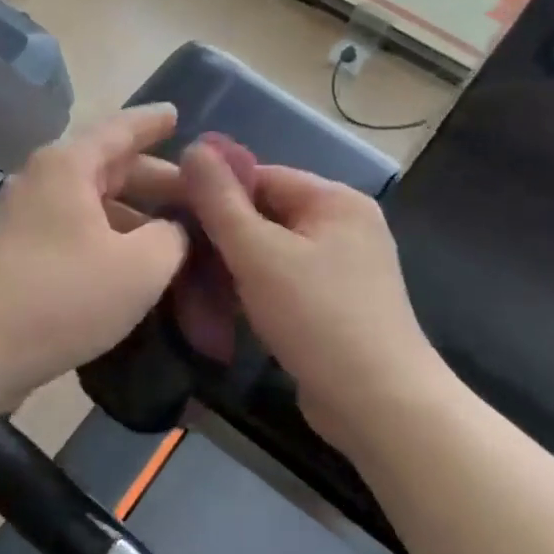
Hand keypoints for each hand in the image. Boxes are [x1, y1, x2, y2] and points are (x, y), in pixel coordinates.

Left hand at [0, 106, 189, 414]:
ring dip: (132, 218)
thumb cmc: (60, 295)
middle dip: (154, 180)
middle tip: (198, 195)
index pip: (121, 129)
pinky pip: (75, 235)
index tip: (177, 114)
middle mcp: (43, 182)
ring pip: (91, 206)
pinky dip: (107, 243)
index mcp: (70, 166)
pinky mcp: (17, 256)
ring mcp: (25, 220)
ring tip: (174, 239)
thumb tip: (171, 231)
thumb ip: (169, 239)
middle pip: (108, 168)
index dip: (153, 122)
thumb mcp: (138, 268)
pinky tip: (131, 270)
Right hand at [180, 142, 448, 448]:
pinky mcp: (337, 304)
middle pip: (266, 213)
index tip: (174, 215)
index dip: (215, 192)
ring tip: (195, 285)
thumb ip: (220, 201)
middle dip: (222, 234)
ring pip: (272, 250)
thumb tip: (192, 147)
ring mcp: (345, 267)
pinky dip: (256, 289)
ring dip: (235, 265)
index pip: (261, 175)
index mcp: (335, 200)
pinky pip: (285, 280)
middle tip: (180, 256)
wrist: (380, 406)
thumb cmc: (317, 317)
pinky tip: (225, 308)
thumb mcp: (258, 253)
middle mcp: (345, 225)